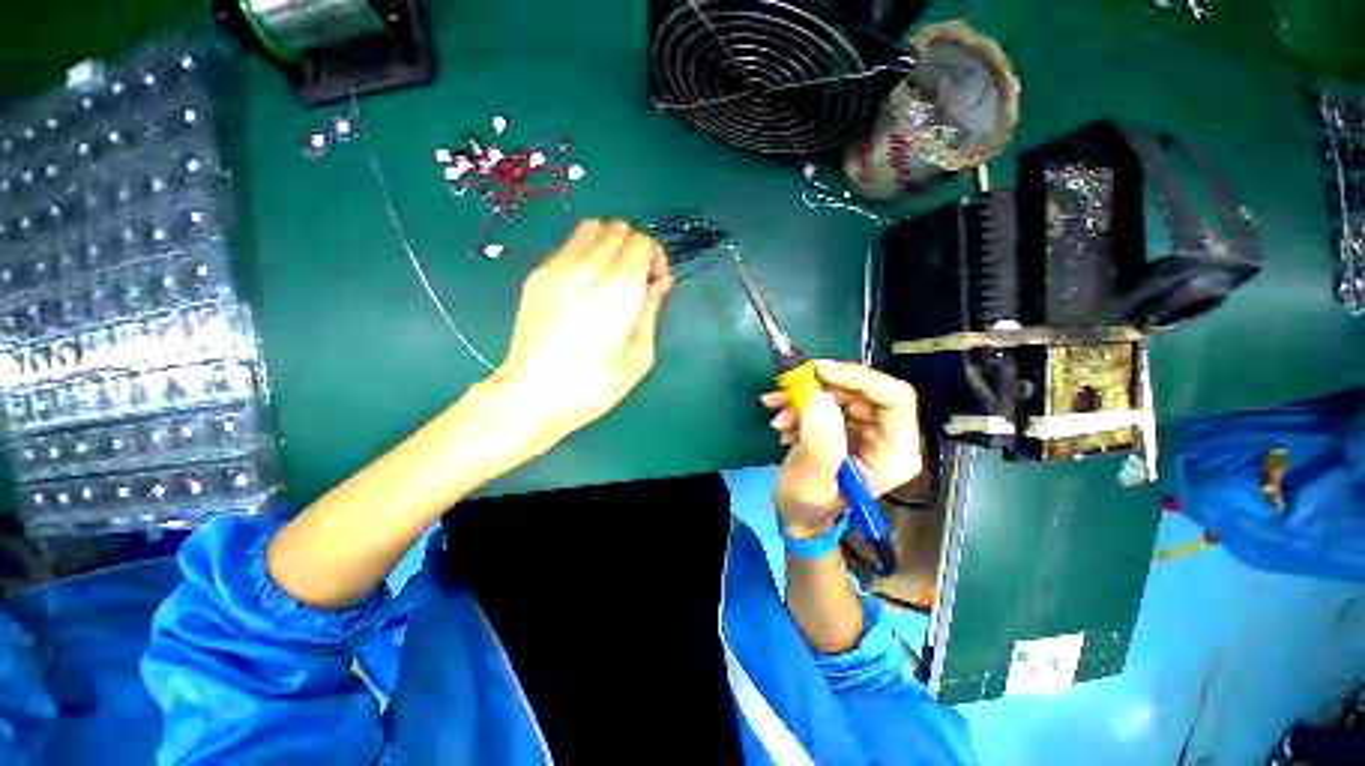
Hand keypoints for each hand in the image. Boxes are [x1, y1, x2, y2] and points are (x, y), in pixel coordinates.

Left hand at [487, 220, 673, 456]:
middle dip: (635, 248)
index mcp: (619, 289)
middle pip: (618, 228)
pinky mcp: (536, 274)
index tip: (655, 282)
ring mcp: (557, 267)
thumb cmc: (593, 385)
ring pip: (591, 228)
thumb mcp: (639, 356)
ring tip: (610, 277)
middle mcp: (588, 267)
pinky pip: (568, 246)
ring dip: (609, 244)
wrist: (531, 395)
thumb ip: (652, 311)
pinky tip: (583, 286)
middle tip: (635, 281)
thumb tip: (662, 282)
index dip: (655, 257)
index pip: (642, 242)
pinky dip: (585, 253)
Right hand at [763, 361, 922, 537]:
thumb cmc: (808, 504)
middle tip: (788, 390)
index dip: (860, 378)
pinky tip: (782, 421)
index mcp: (896, 452)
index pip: (895, 398)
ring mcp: (866, 429)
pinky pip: (827, 399)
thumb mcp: (812, 477)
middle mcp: (887, 435)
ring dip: (805, 397)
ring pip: (842, 391)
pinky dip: (801, 403)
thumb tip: (821, 397)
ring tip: (779, 416)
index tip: (820, 372)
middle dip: (823, 388)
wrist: (796, 514)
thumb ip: (820, 440)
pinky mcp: (846, 425)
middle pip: (865, 390)